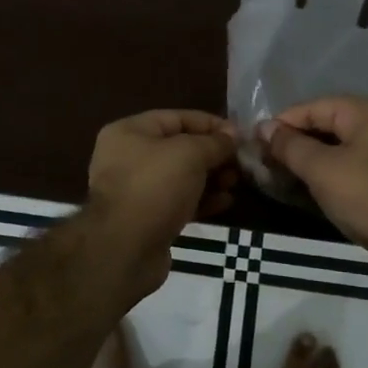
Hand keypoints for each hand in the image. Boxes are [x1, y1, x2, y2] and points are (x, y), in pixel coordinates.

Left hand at [86, 110, 237, 291]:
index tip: (240, 135)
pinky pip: (178, 201)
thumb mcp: (190, 154)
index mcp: (129, 132)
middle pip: (179, 148)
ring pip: (181, 177)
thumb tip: (233, 135)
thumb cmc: (155, 187)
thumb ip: (215, 142)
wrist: (126, 249)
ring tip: (235, 183)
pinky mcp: (146, 218)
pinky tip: (225, 203)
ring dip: (211, 178)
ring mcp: (136, 190)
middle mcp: (127, 157)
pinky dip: (201, 200)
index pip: (177, 118)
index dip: (211, 124)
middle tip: (241, 164)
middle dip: (213, 154)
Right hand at [261, 96, 367, 259]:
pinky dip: (329, 171)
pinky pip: (352, 164)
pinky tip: (307, 186)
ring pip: (339, 146)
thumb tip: (263, 127)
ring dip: (310, 158)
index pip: (314, 107)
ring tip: (279, 175)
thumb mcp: (321, 169)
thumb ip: (290, 145)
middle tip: (263, 162)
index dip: (282, 123)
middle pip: (327, 124)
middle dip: (294, 142)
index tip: (254, 143)